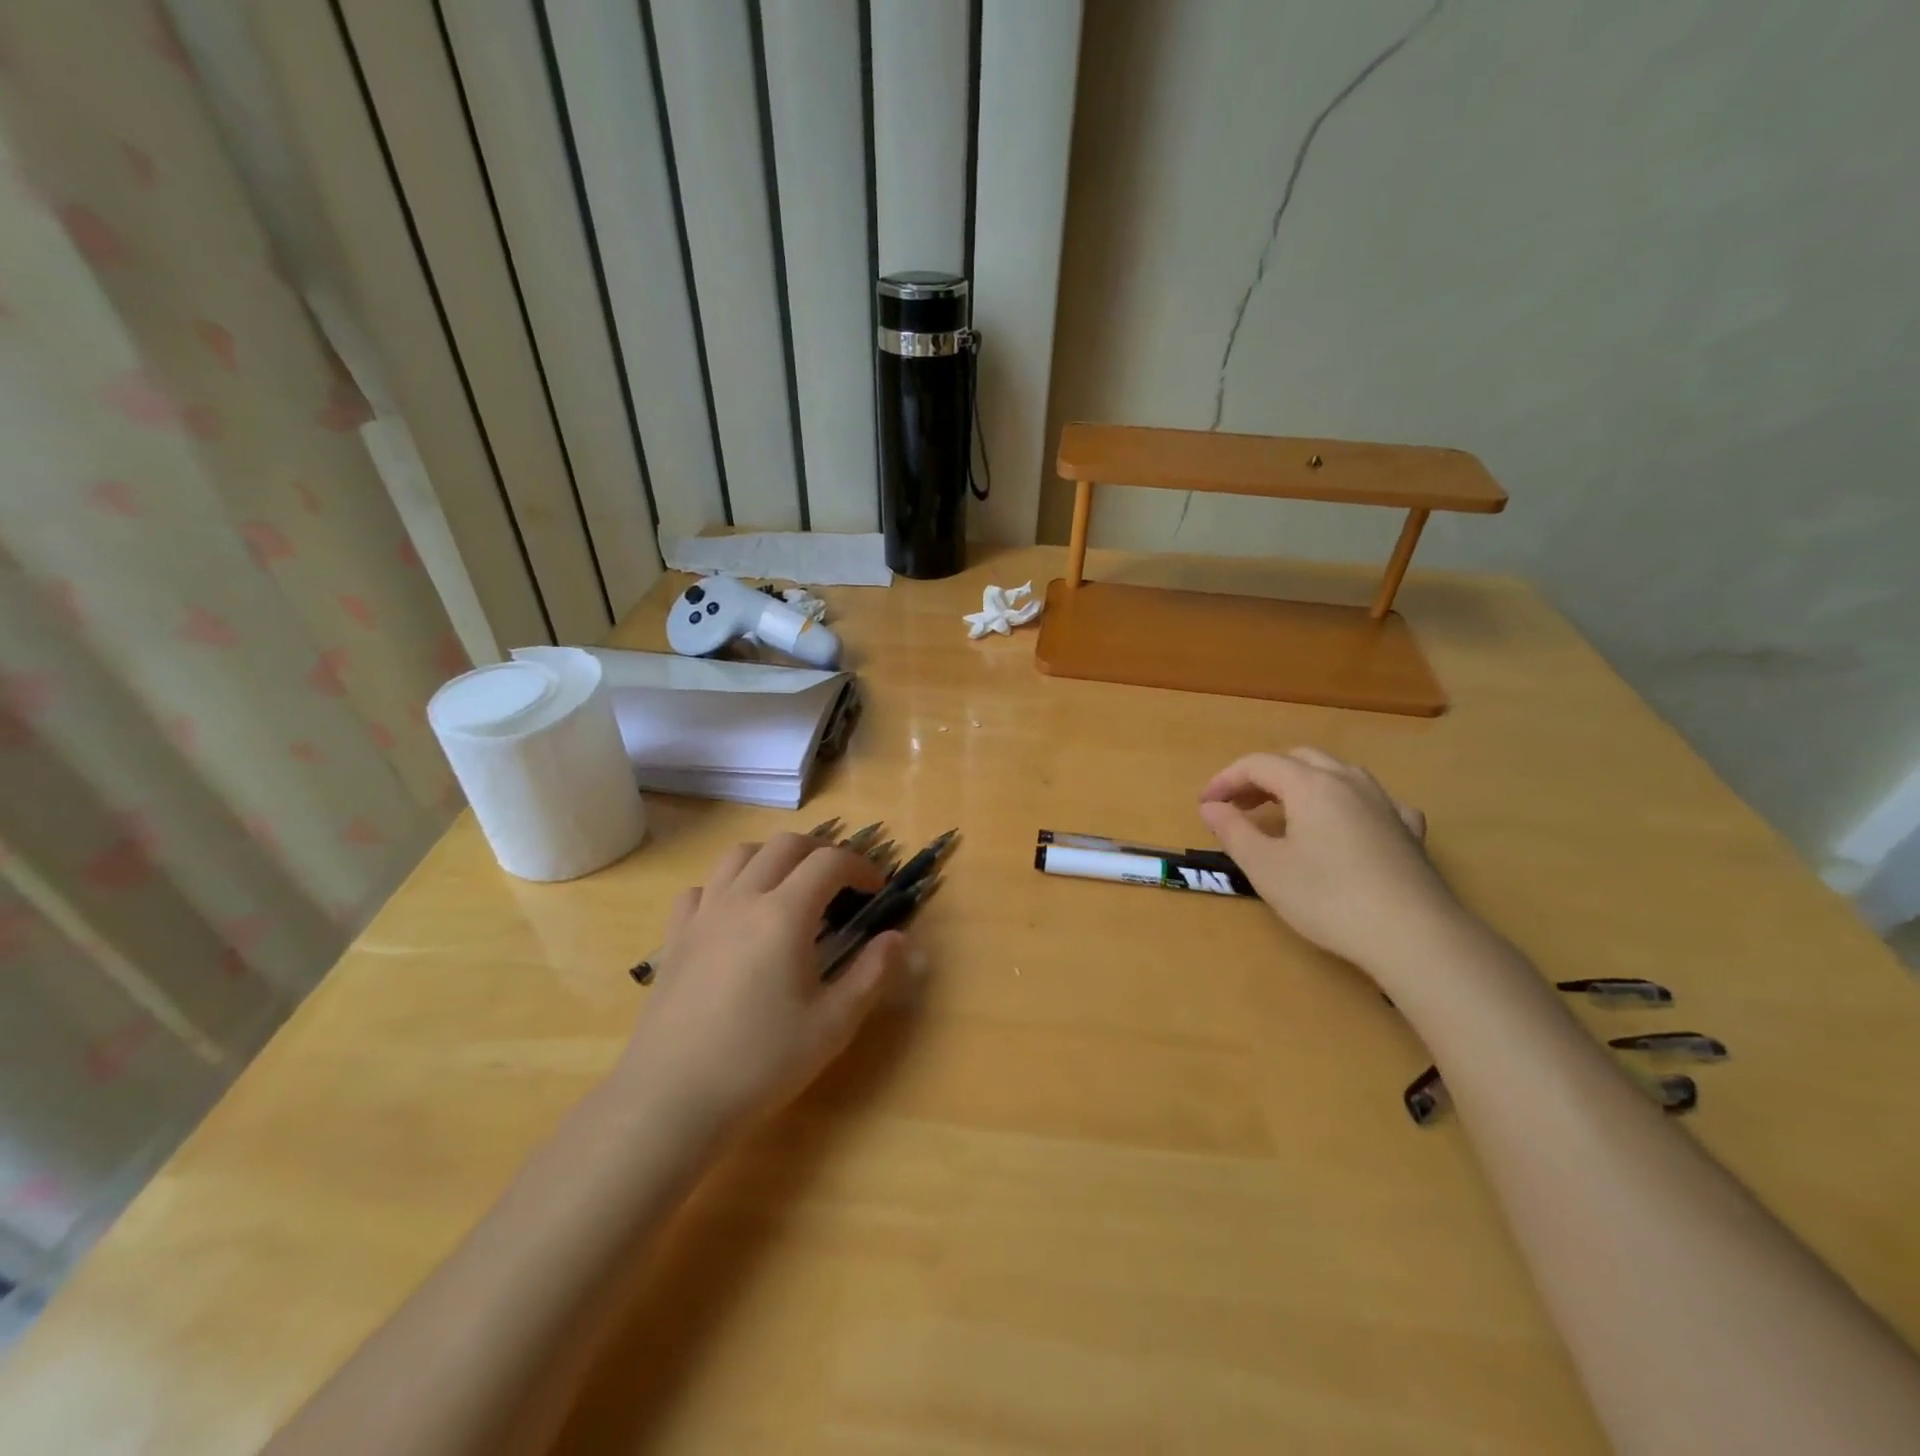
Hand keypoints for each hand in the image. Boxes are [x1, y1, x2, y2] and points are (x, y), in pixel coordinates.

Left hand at [619, 834, 905, 1132]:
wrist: (671, 1100)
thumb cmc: (761, 1062)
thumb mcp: (833, 1025)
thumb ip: (872, 974)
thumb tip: (898, 938)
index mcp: (784, 915)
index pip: (829, 862)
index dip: (860, 866)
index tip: (876, 889)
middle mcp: (742, 899)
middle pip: (785, 845)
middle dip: (821, 851)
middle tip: (841, 880)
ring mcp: (703, 915)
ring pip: (739, 855)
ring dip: (774, 857)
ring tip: (791, 886)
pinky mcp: (675, 938)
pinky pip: (702, 889)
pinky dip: (727, 886)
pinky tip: (736, 915)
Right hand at [1198, 748, 1465, 972]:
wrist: (1414, 935)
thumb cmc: (1327, 898)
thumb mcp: (1264, 867)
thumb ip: (1232, 830)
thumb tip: (1210, 806)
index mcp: (1310, 785)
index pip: (1258, 764)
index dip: (1225, 780)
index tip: (1206, 806)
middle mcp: (1348, 782)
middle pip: (1297, 760)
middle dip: (1262, 778)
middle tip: (1240, 807)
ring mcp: (1384, 803)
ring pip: (1337, 774)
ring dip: (1302, 785)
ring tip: (1285, 815)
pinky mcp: (1409, 831)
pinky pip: (1372, 801)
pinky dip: (1346, 805)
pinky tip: (1348, 827)